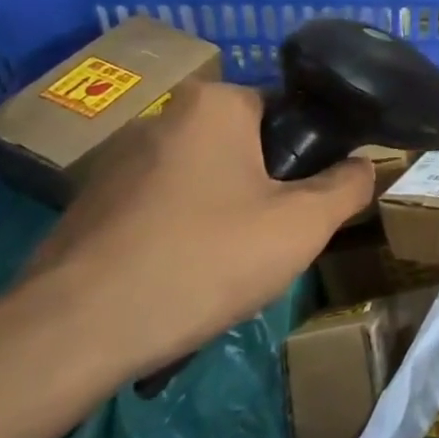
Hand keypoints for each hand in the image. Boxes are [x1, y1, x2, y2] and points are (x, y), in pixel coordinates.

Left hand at [15, 81, 372, 379]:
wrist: (73, 333)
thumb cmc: (204, 259)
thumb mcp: (302, 225)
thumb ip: (347, 186)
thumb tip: (364, 165)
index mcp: (215, 104)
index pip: (288, 111)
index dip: (312, 155)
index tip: (315, 200)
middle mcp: (164, 118)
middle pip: (246, 146)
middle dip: (269, 187)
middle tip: (279, 237)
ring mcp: (119, 162)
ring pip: (206, 180)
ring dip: (228, 212)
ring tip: (232, 265)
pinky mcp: (92, 206)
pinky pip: (165, 208)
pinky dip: (185, 234)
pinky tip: (185, 278)